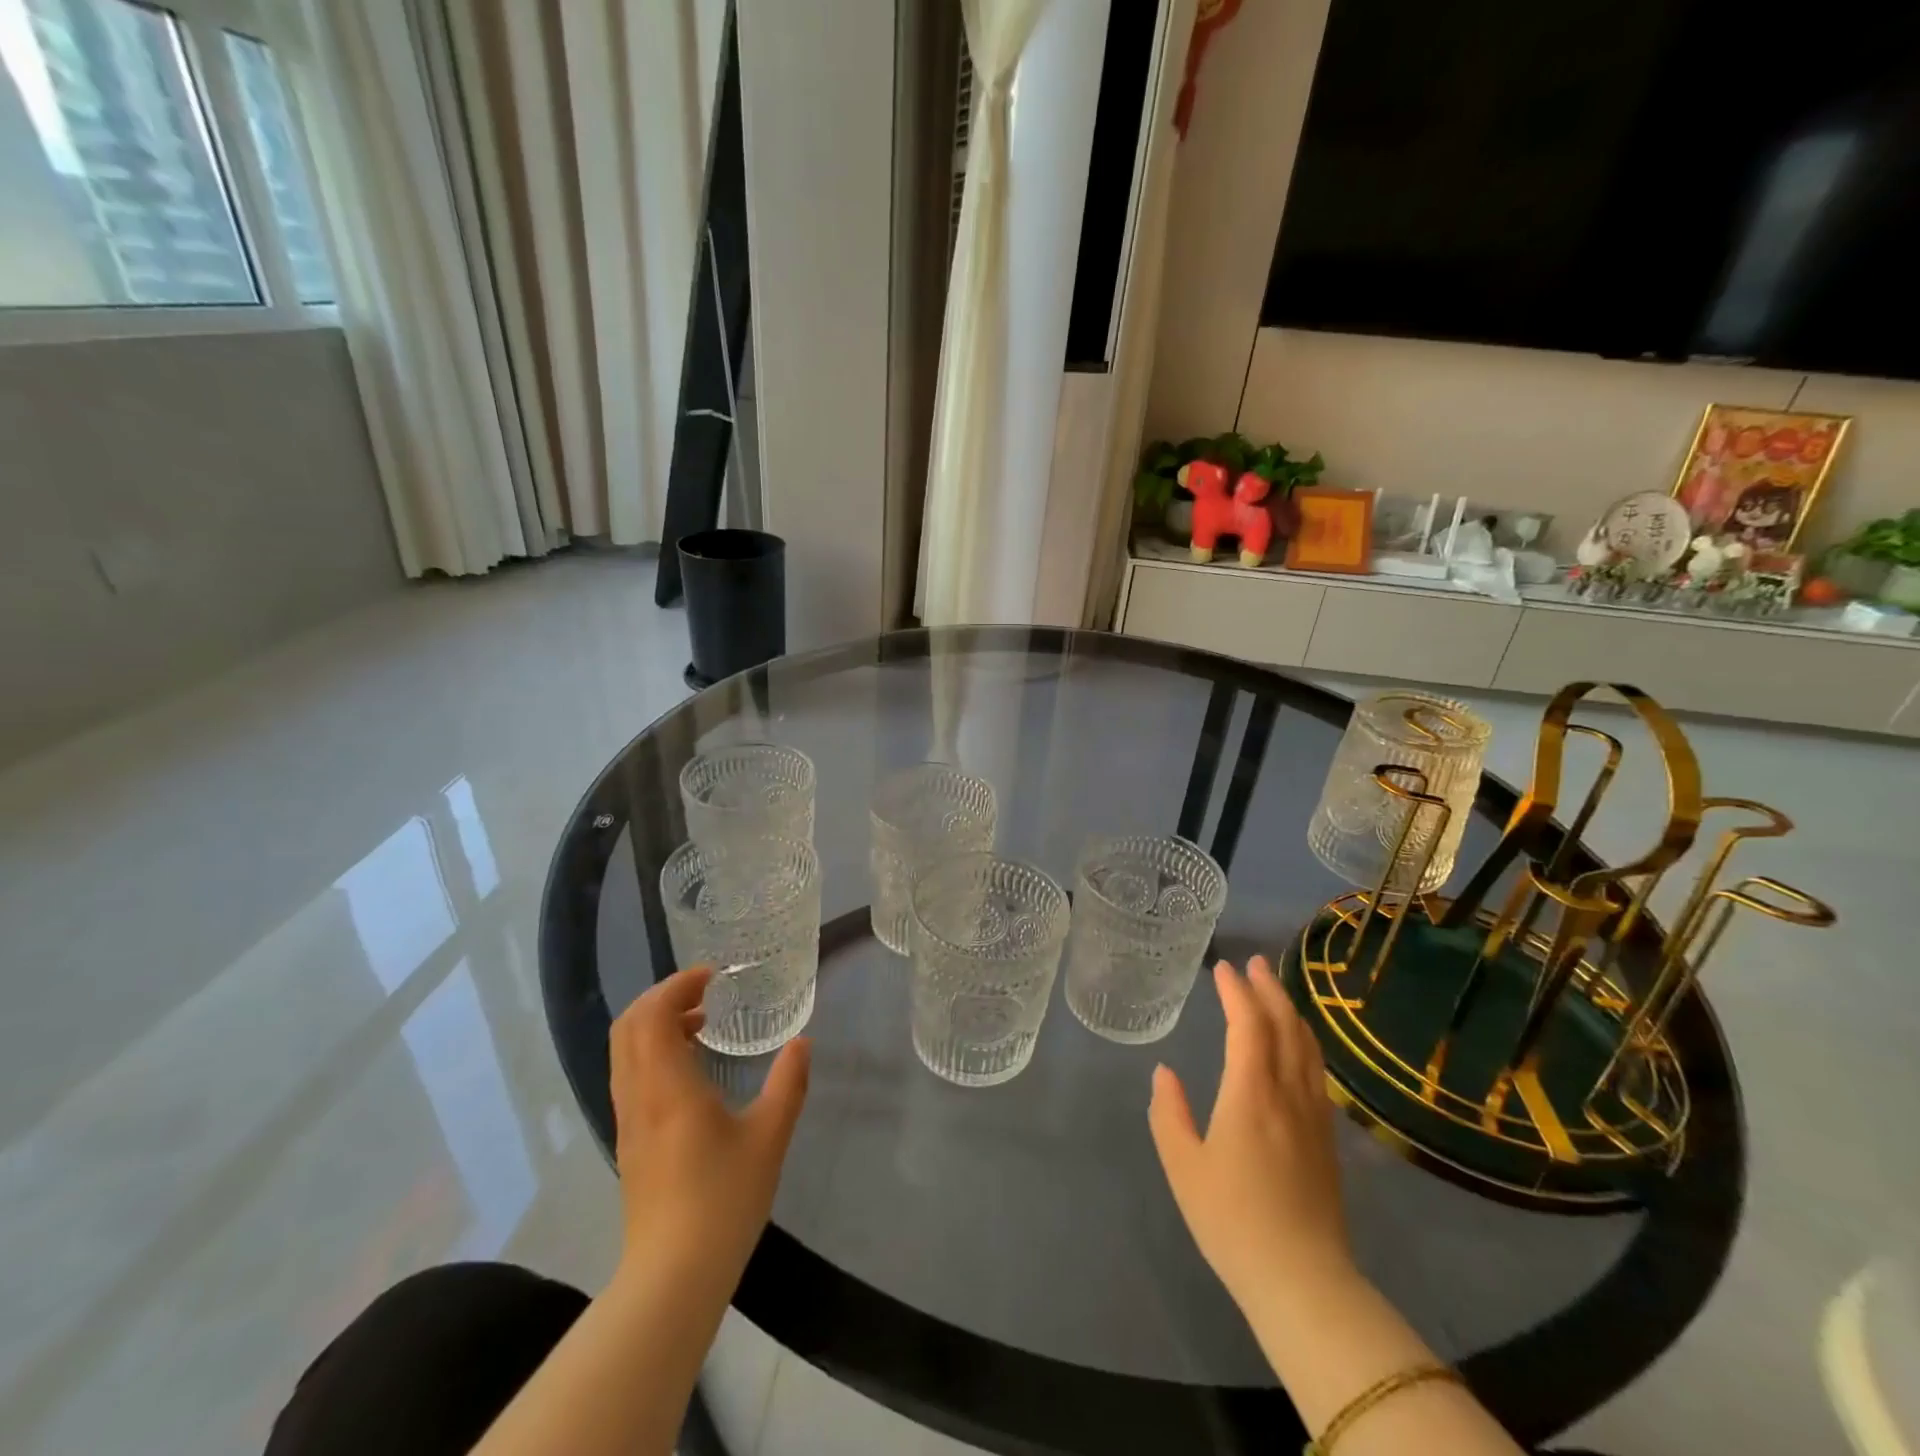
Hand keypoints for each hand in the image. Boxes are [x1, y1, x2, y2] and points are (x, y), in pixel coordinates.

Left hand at [608, 966, 810, 1288]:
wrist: (672, 1278)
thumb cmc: (723, 1200)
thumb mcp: (769, 1137)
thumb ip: (789, 1084)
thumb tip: (803, 1044)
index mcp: (667, 1087)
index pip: (650, 1015)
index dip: (676, 985)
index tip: (711, 977)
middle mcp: (638, 1097)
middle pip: (627, 1026)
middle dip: (661, 998)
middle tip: (703, 993)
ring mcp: (628, 1121)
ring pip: (624, 1052)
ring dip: (656, 1024)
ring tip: (700, 1024)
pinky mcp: (629, 1142)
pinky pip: (630, 1075)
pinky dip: (653, 1051)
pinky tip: (690, 1068)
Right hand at [1148, 957, 1352, 1307]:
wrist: (1303, 1281)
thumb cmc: (1232, 1220)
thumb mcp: (1183, 1166)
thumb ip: (1169, 1113)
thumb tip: (1165, 1073)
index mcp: (1251, 1094)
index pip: (1248, 1026)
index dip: (1236, 992)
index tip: (1223, 968)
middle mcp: (1288, 1094)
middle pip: (1285, 1027)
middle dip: (1269, 990)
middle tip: (1253, 963)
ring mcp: (1314, 1116)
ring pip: (1307, 1047)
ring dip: (1290, 1012)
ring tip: (1275, 992)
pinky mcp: (1327, 1139)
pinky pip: (1317, 1072)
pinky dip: (1304, 1043)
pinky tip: (1298, 1047)